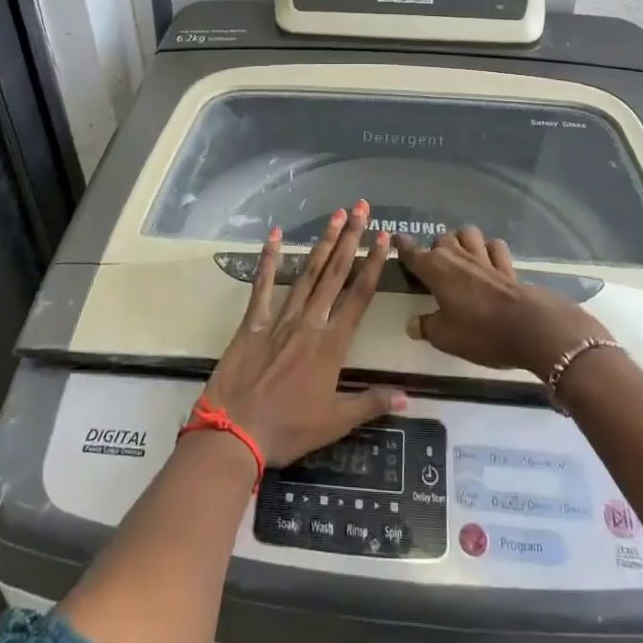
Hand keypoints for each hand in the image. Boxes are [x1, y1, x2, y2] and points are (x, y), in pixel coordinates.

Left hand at [199, 202, 405, 466]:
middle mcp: (310, 323)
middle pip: (335, 274)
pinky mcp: (253, 322)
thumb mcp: (335, 423)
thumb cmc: (289, 430)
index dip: (373, 264)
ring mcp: (280, 319)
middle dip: (350, 239)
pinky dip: (268, 260)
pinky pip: (262, 286)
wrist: (235, 433)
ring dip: (322, 243)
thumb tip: (407, 396)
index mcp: (332, 345)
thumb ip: (371, 403)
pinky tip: (273, 235)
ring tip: (335, 216)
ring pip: (306, 273)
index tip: (382, 237)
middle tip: (361, 208)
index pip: (359, 296)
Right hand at [398, 227, 607, 377]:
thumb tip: (412, 324)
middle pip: (442, 239)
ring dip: (462, 240)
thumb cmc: (481, 332)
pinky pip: (495, 247)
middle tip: (434, 266)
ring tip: (460, 255)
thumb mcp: (446, 337)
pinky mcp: (507, 266)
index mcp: (436, 269)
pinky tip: (488, 260)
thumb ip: (427, 327)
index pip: (413, 252)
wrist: (530, 327)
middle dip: (435, 248)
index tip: (397, 239)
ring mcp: (484, 258)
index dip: (403, 246)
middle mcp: (457, 257)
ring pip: (468, 234)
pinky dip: (489, 249)